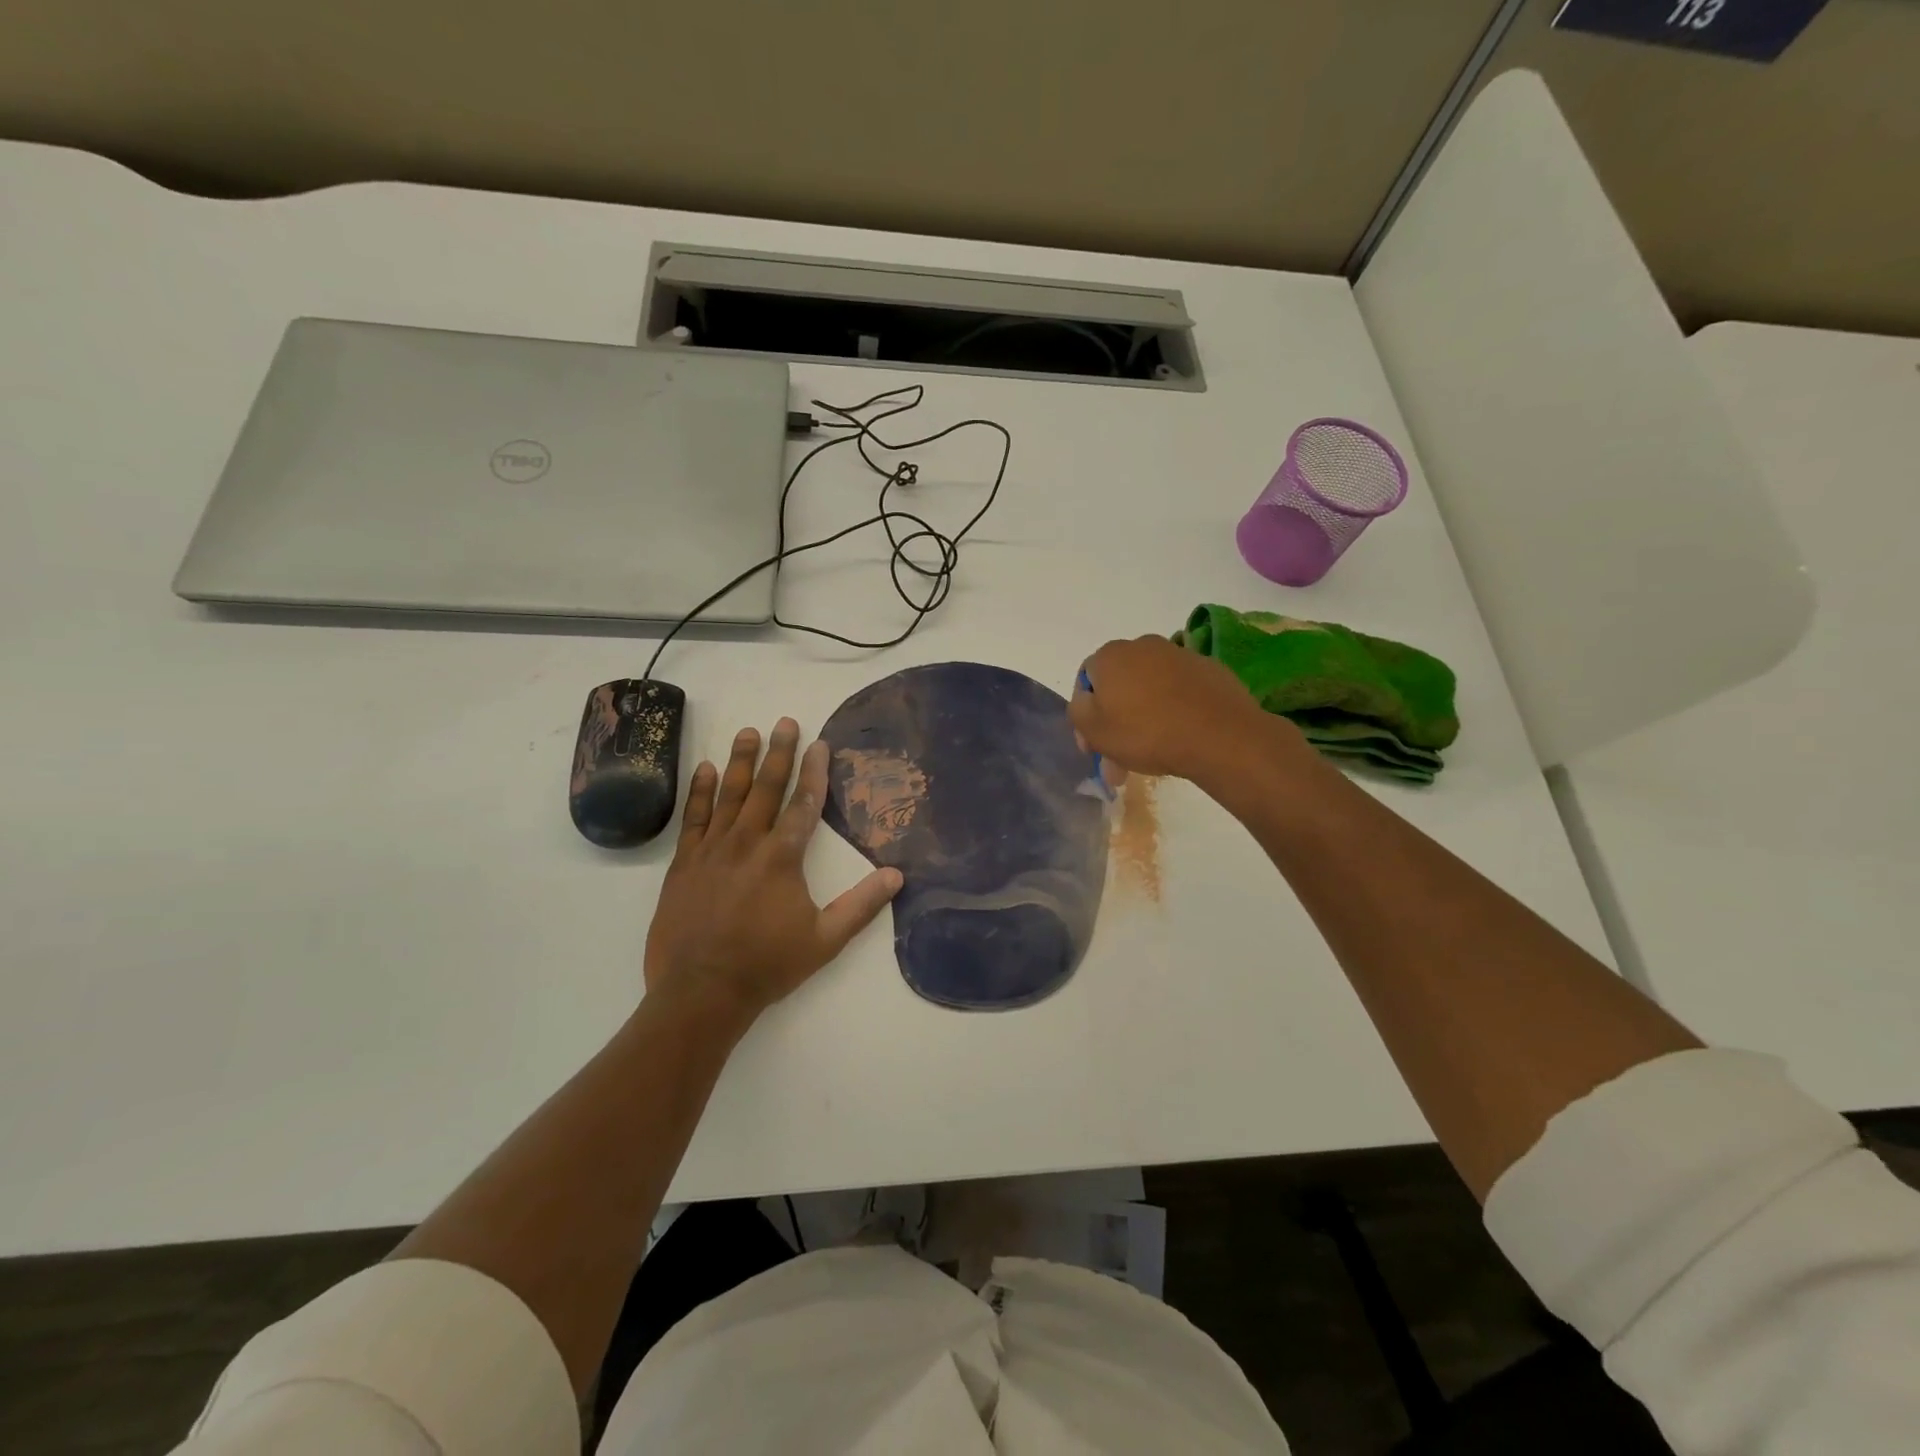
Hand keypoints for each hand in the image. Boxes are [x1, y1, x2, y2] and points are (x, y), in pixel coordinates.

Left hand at [644, 718, 901, 1024]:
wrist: (700, 991)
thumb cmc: (767, 965)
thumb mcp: (825, 940)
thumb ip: (861, 905)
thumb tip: (897, 875)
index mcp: (782, 858)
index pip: (804, 804)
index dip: (814, 771)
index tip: (820, 743)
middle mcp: (747, 843)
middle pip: (766, 788)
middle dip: (779, 753)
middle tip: (785, 721)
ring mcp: (712, 850)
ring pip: (728, 795)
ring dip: (740, 761)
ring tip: (748, 732)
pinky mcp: (685, 863)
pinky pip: (693, 817)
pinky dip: (699, 791)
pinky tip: (704, 769)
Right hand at [1069, 635, 1299, 785]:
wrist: (1220, 736)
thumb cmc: (1147, 732)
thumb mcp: (1095, 731)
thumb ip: (1078, 712)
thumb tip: (1086, 702)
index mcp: (1110, 655)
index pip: (1085, 682)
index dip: (1085, 716)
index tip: (1094, 748)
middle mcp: (1143, 646)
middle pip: (1119, 686)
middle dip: (1115, 722)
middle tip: (1120, 760)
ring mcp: (1179, 655)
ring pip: (1149, 690)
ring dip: (1144, 718)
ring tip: (1151, 755)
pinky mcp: (1209, 669)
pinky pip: (1180, 692)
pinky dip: (1174, 710)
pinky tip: (1180, 736)